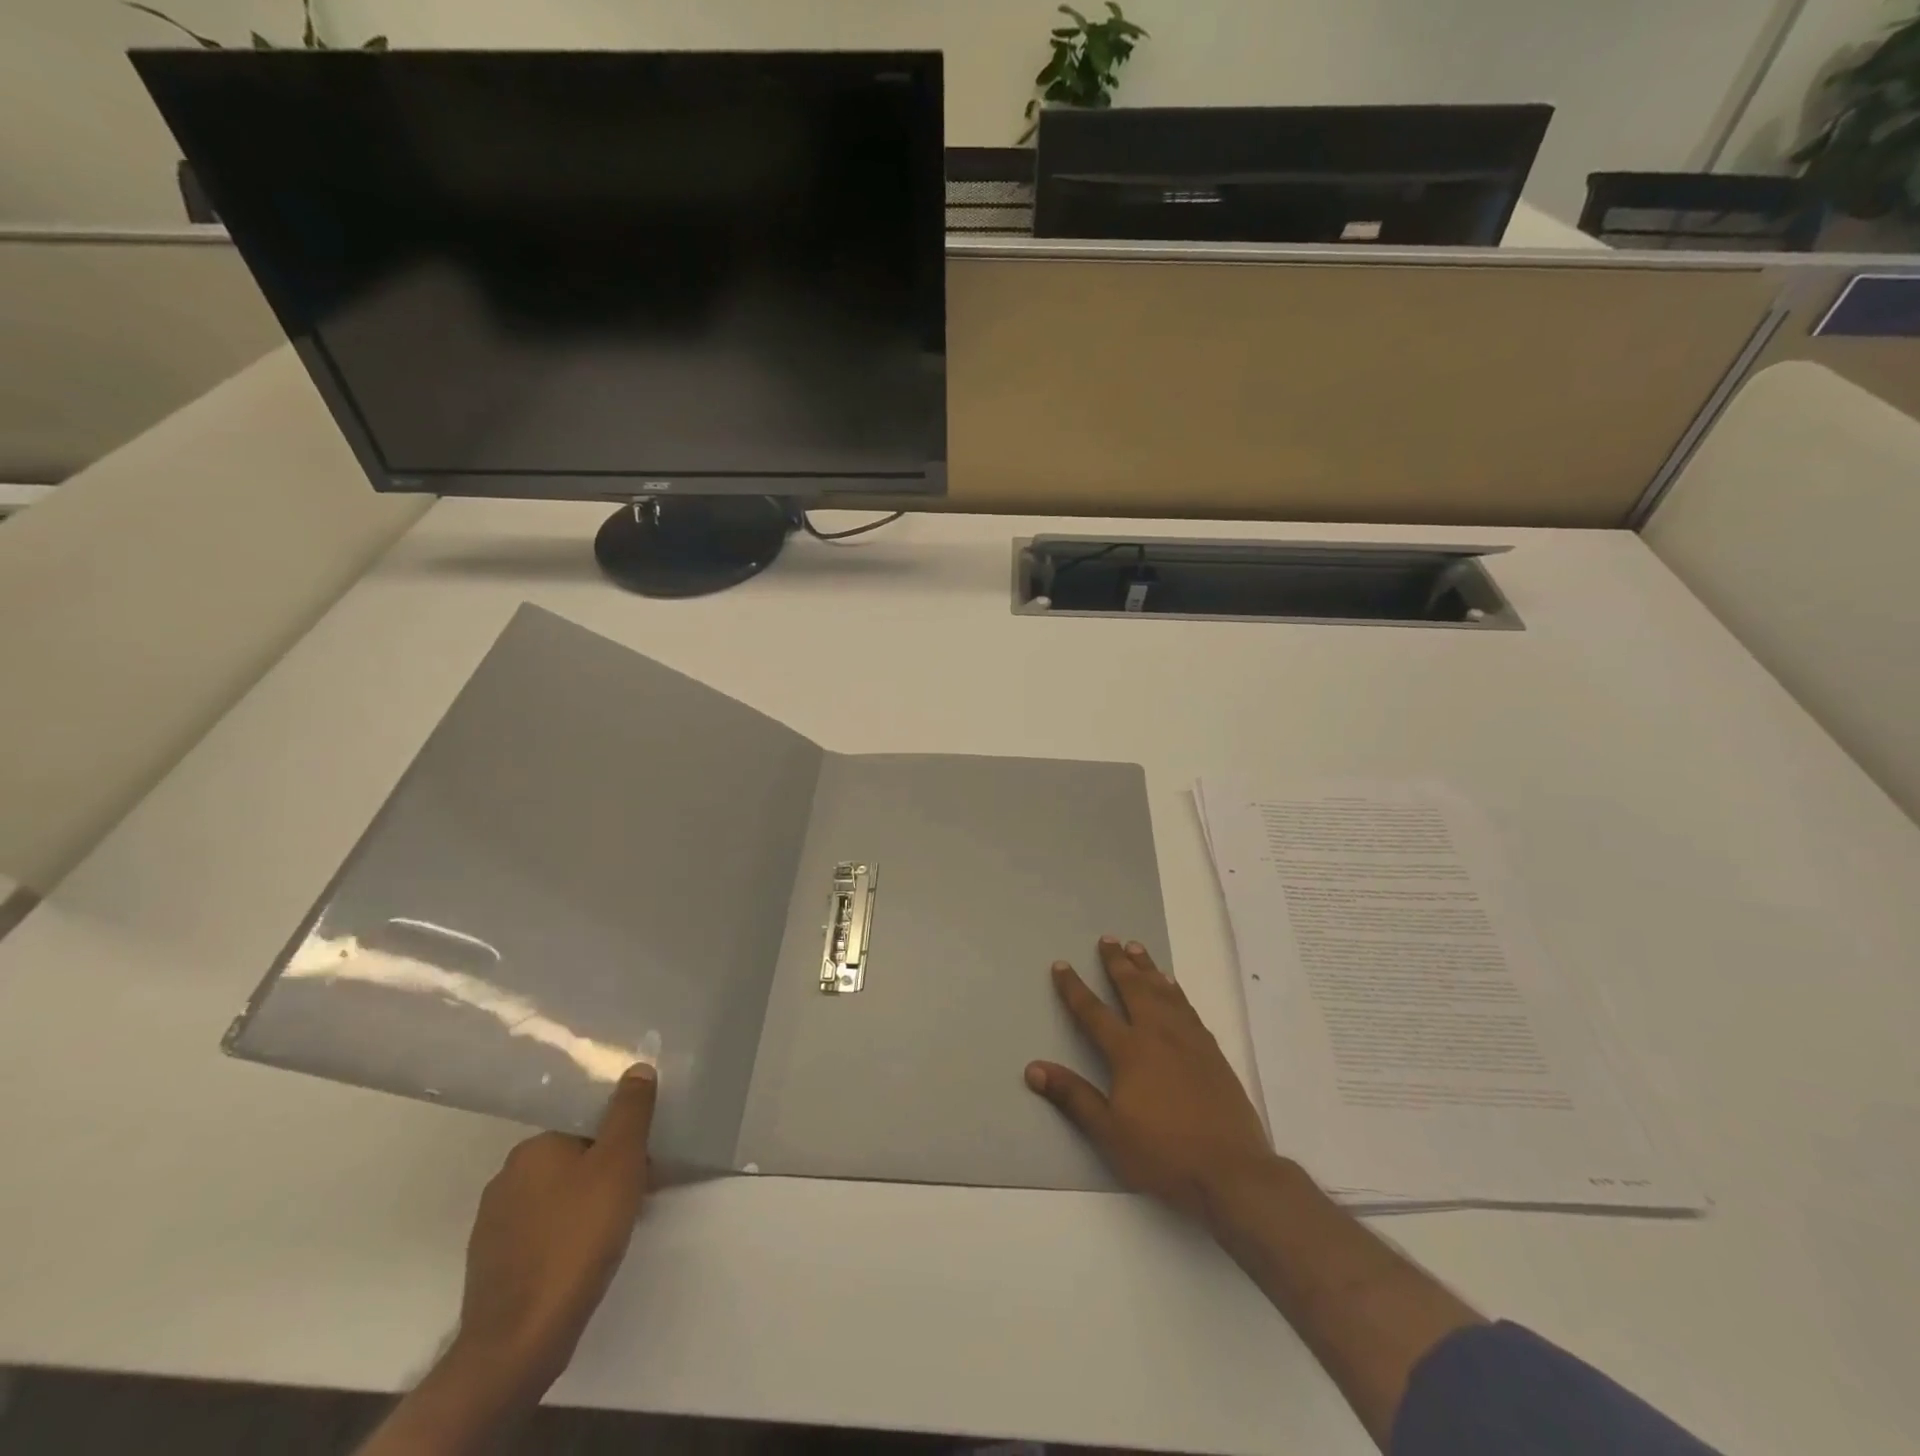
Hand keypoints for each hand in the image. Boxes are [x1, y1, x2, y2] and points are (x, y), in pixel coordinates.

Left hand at [453, 1063, 657, 1390]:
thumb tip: (636, 1069)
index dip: (620, 1141)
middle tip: (638, 1197)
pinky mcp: (493, 1266)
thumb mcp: (620, 1162)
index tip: (644, 1163)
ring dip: (587, 1206)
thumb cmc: (577, 1236)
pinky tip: (584, 1260)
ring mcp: (493, 1225)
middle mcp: (507, 1177)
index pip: (586, 1127)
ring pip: (557, 1199)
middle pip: (572, 1160)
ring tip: (615, 1232)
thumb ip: (630, 1112)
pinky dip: (566, 1238)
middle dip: (607, 1174)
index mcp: (533, 1147)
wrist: (520, 1339)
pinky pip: (541, 1234)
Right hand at [1027, 937, 1273, 1220]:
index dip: (1074, 988)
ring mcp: (1189, 1041)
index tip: (1062, 965)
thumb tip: (1033, 1069)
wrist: (1232, 1170)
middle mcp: (1159, 1035)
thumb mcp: (1109, 1132)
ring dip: (1148, 968)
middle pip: (1134, 989)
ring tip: (1137, 949)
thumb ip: (1073, 1096)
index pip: (1094, 1012)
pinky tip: (1174, 988)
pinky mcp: (1212, 1052)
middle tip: (1108, 939)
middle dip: (1118, 963)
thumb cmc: (1164, 1153)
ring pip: (1164, 992)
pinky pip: (1188, 1008)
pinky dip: (1175, 991)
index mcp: (1130, 1051)